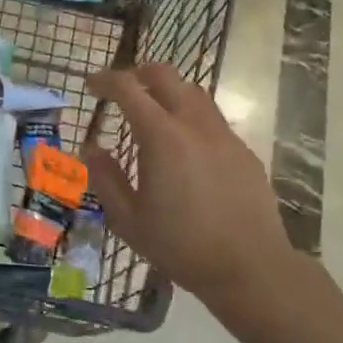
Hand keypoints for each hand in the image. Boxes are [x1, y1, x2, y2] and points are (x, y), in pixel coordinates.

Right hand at [85, 64, 292, 307]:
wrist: (250, 268)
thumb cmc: (181, 246)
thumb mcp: (129, 220)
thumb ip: (105, 178)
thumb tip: (91, 148)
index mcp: (162, 137)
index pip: (128, 89)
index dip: (106, 81)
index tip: (91, 85)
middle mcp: (194, 125)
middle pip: (166, 76)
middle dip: (139, 73)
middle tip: (122, 89)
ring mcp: (224, 136)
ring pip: (194, 93)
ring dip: (169, 92)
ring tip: (154, 113)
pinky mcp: (244, 152)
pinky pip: (213, 120)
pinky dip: (191, 119)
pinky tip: (186, 148)